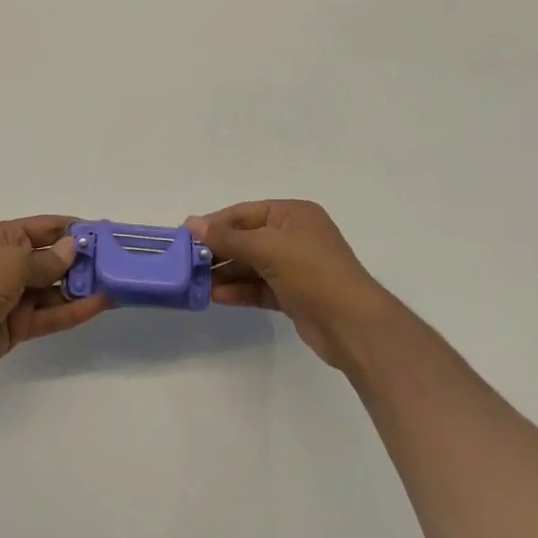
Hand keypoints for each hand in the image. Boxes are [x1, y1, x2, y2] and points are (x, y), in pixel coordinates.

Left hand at [0, 216, 111, 381]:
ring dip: (82, 287)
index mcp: (4, 239)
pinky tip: (100, 305)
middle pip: (54, 259)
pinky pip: (52, 314)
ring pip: (56, 288)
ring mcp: (16, 296)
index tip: (105, 235)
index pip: (45, 228)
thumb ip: (46, 260)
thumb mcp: (11, 264)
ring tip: (117, 285)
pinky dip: (74, 310)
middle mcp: (11, 263)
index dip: (74, 230)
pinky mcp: (20, 325)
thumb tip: (72, 248)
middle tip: (118, 264)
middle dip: (83, 261)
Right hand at [185, 200, 400, 367]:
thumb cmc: (312, 273)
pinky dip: (239, 290)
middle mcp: (294, 236)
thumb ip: (228, 237)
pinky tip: (216, 296)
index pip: (244, 212)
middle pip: (246, 238)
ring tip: (195, 282)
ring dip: (225, 273)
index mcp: (293, 214)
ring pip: (250, 265)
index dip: (214, 223)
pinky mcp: (293, 294)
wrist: (352, 325)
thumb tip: (191, 223)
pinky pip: (258, 287)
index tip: (184, 236)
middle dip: (218, 250)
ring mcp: (295, 266)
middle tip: (186, 262)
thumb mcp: (267, 248)